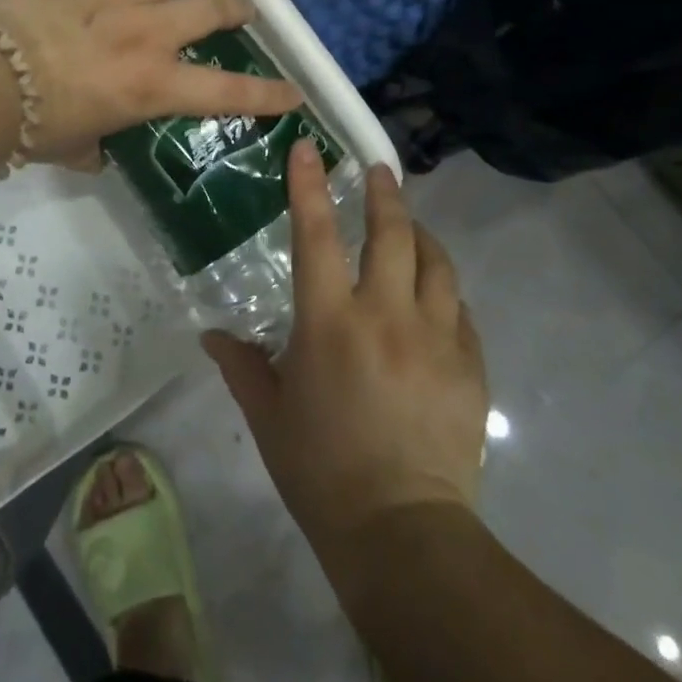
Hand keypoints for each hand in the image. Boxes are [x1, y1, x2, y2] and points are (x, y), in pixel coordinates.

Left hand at [0, 0, 302, 164]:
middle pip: (211, 9)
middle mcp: (147, 33)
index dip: (267, 94)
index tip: (293, 92)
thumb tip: (98, 152)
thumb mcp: (75, 148)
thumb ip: (96, 148)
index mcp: (151, 85)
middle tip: (246, 6)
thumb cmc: (31, 125)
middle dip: (238, 7)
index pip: (226, 93)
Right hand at [204, 141, 488, 548]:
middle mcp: (385, 315)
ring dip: (421, 235)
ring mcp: (435, 338)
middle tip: (378, 170)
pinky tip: (435, 294)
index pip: (316, 235)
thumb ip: (241, 365)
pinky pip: (459, 310)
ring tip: (411, 224)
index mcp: (329, 322)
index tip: (308, 147)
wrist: (403, 533)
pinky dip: (443, 290)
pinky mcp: (469, 366)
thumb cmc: (321, 470)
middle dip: (384, 193)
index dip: (309, 185)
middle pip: (392, 233)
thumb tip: (212, 336)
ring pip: (436, 263)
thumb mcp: (269, 416)